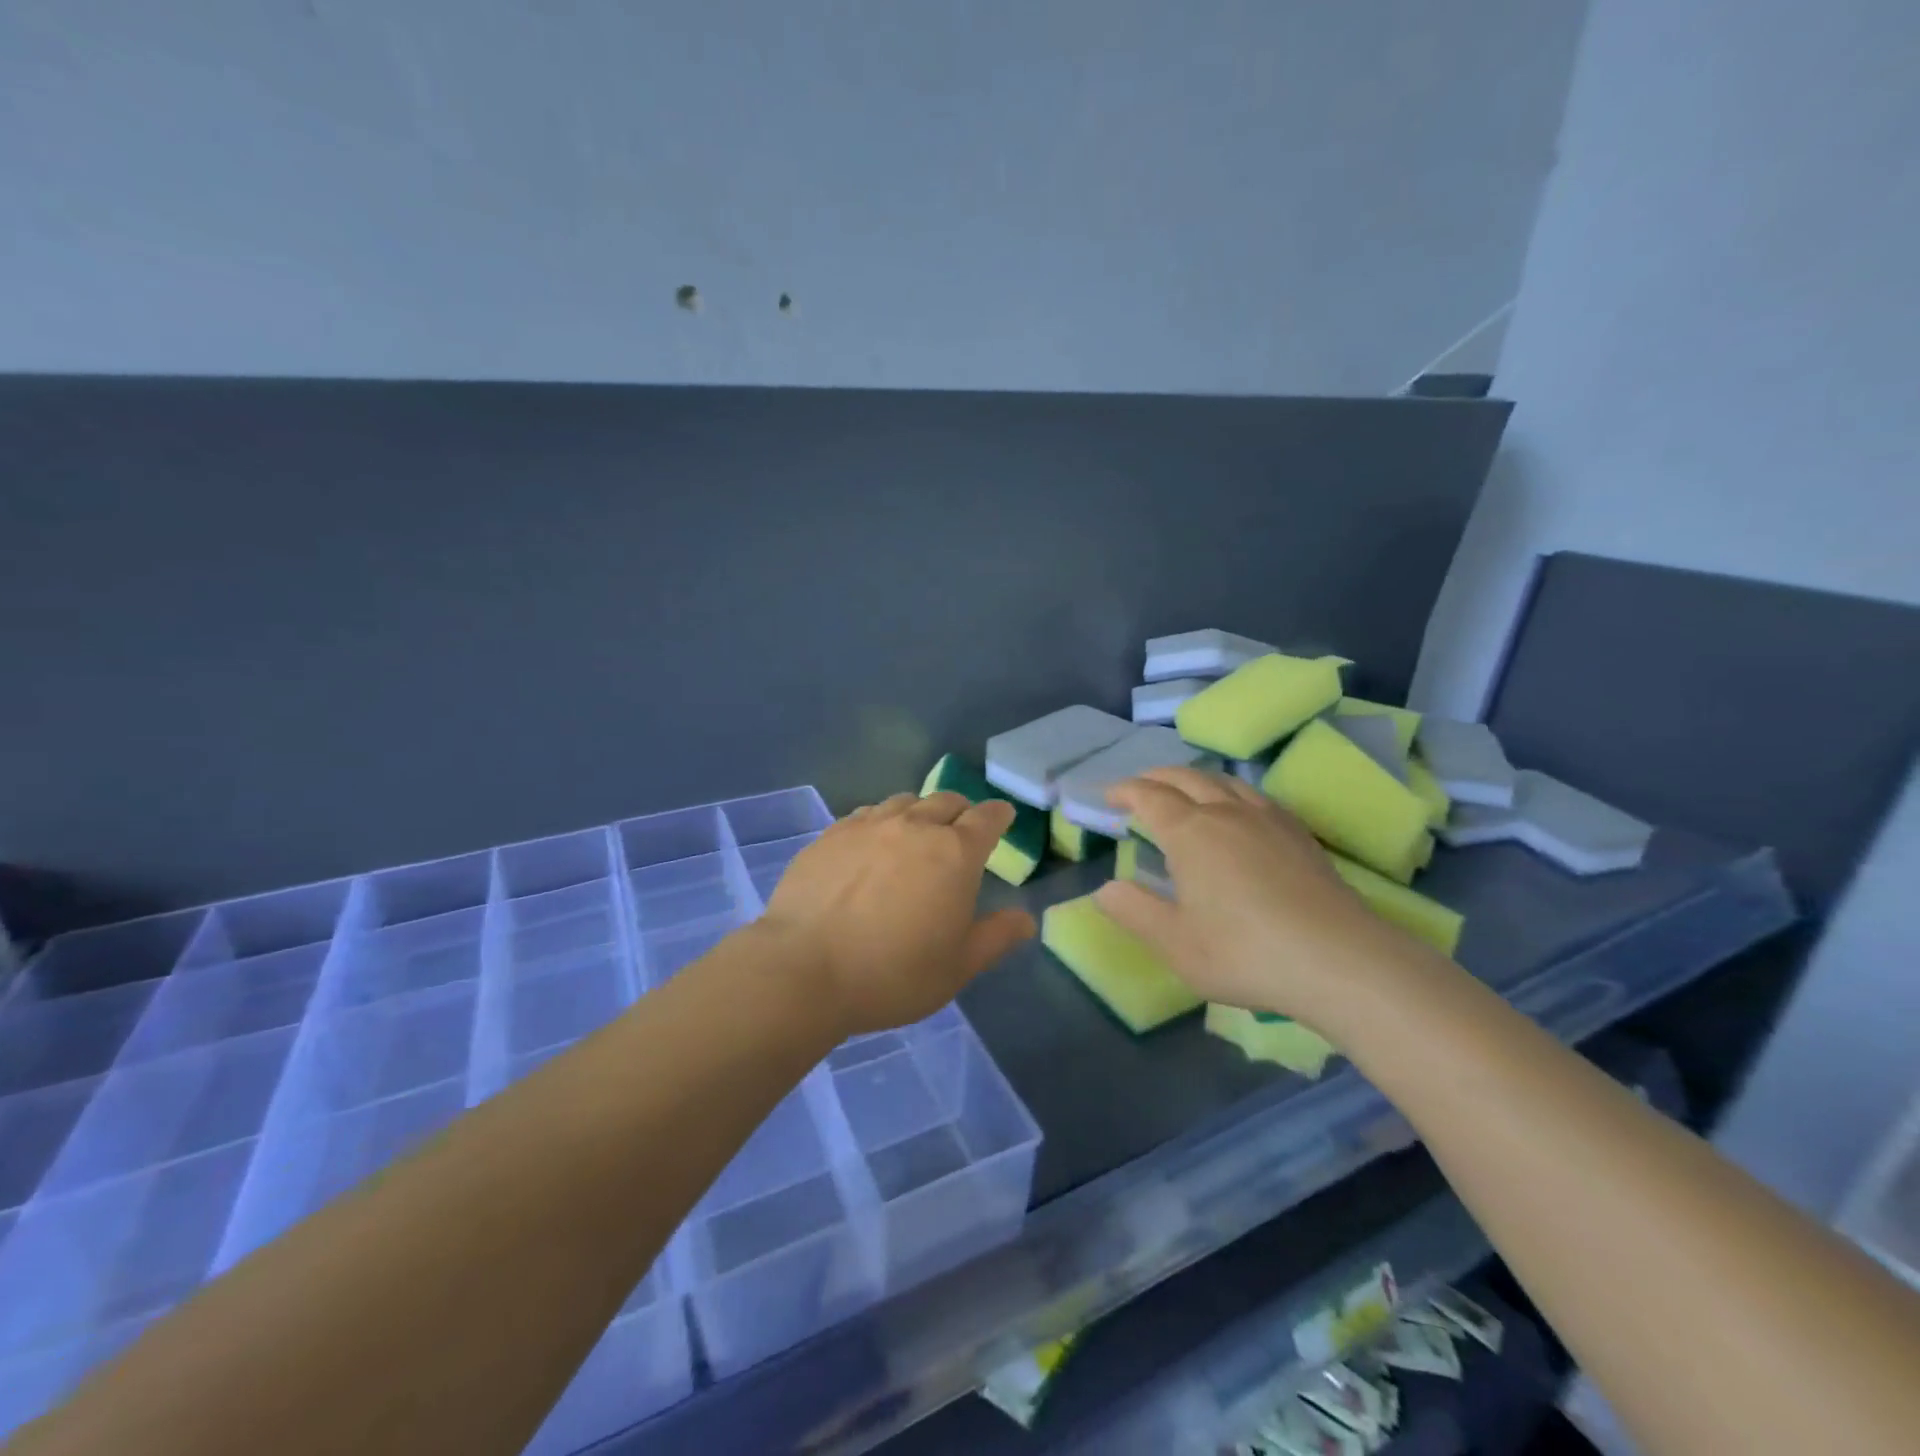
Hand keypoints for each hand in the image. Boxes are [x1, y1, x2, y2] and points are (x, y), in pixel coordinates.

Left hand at [761, 791, 1037, 1035]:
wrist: (804, 969)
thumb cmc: (893, 974)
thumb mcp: (957, 967)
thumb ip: (996, 937)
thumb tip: (1026, 919)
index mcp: (954, 853)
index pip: (986, 818)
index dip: (998, 815)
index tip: (1003, 816)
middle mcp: (914, 826)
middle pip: (946, 801)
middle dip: (961, 811)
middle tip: (962, 829)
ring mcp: (868, 825)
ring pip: (904, 802)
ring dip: (920, 812)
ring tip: (916, 833)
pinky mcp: (831, 834)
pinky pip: (866, 814)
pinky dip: (881, 821)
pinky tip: (873, 843)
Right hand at [1093, 767, 1425, 1029]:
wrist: (1340, 960)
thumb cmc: (1245, 953)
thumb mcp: (1175, 943)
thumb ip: (1134, 911)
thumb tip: (1105, 889)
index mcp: (1190, 832)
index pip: (1149, 797)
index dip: (1124, 791)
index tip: (1107, 795)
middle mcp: (1226, 813)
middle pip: (1185, 778)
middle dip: (1156, 777)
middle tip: (1138, 787)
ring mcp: (1267, 819)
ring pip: (1224, 781)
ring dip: (1194, 778)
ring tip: (1183, 790)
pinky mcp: (1299, 833)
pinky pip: (1255, 795)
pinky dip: (1230, 791)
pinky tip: (1238, 810)